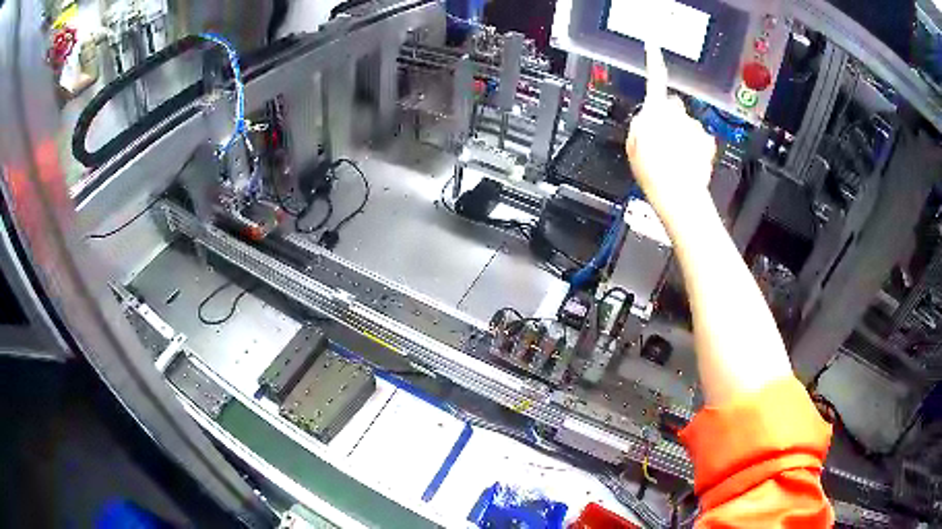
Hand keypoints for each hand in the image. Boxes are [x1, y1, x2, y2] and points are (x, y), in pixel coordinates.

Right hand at [626, 43, 716, 229]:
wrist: (678, 195)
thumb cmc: (654, 173)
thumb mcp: (633, 145)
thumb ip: (640, 122)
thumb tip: (648, 114)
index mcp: (655, 112)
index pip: (655, 80)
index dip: (654, 63)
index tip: (653, 47)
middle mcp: (678, 115)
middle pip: (673, 106)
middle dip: (670, 117)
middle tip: (662, 140)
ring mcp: (694, 127)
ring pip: (688, 123)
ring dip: (683, 135)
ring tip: (675, 157)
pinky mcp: (708, 140)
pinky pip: (701, 136)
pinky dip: (696, 145)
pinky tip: (688, 160)